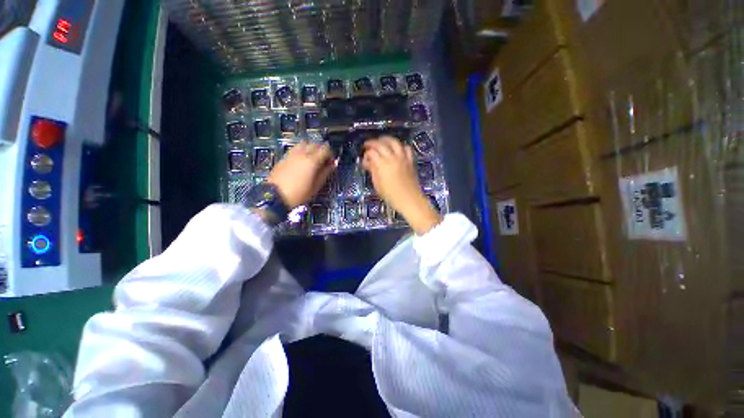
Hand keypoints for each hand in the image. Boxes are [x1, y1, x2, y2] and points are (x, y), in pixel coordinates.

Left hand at [269, 141, 334, 208]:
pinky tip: (302, 161)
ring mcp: (291, 154)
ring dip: (311, 148)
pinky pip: (295, 148)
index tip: (331, 162)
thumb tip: (333, 164)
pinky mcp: (284, 157)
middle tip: (323, 160)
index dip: (330, 154)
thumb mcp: (316, 186)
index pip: (325, 149)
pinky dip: (302, 151)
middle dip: (321, 150)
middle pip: (315, 144)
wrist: (276, 196)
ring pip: (304, 143)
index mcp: (312, 161)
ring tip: (312, 159)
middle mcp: (302, 154)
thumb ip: (326, 172)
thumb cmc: (299, 194)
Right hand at [362, 137, 440, 234]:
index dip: (366, 154)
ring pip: (394, 142)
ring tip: (381, 141)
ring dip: (386, 139)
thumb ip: (373, 171)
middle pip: (381, 144)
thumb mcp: (378, 185)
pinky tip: (397, 149)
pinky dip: (401, 146)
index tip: (364, 160)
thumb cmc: (391, 195)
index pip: (371, 153)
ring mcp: (402, 158)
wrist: (409, 199)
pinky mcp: (410, 161)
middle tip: (367, 145)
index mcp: (382, 165)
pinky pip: (406, 148)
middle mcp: (392, 158)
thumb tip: (368, 163)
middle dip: (372, 143)